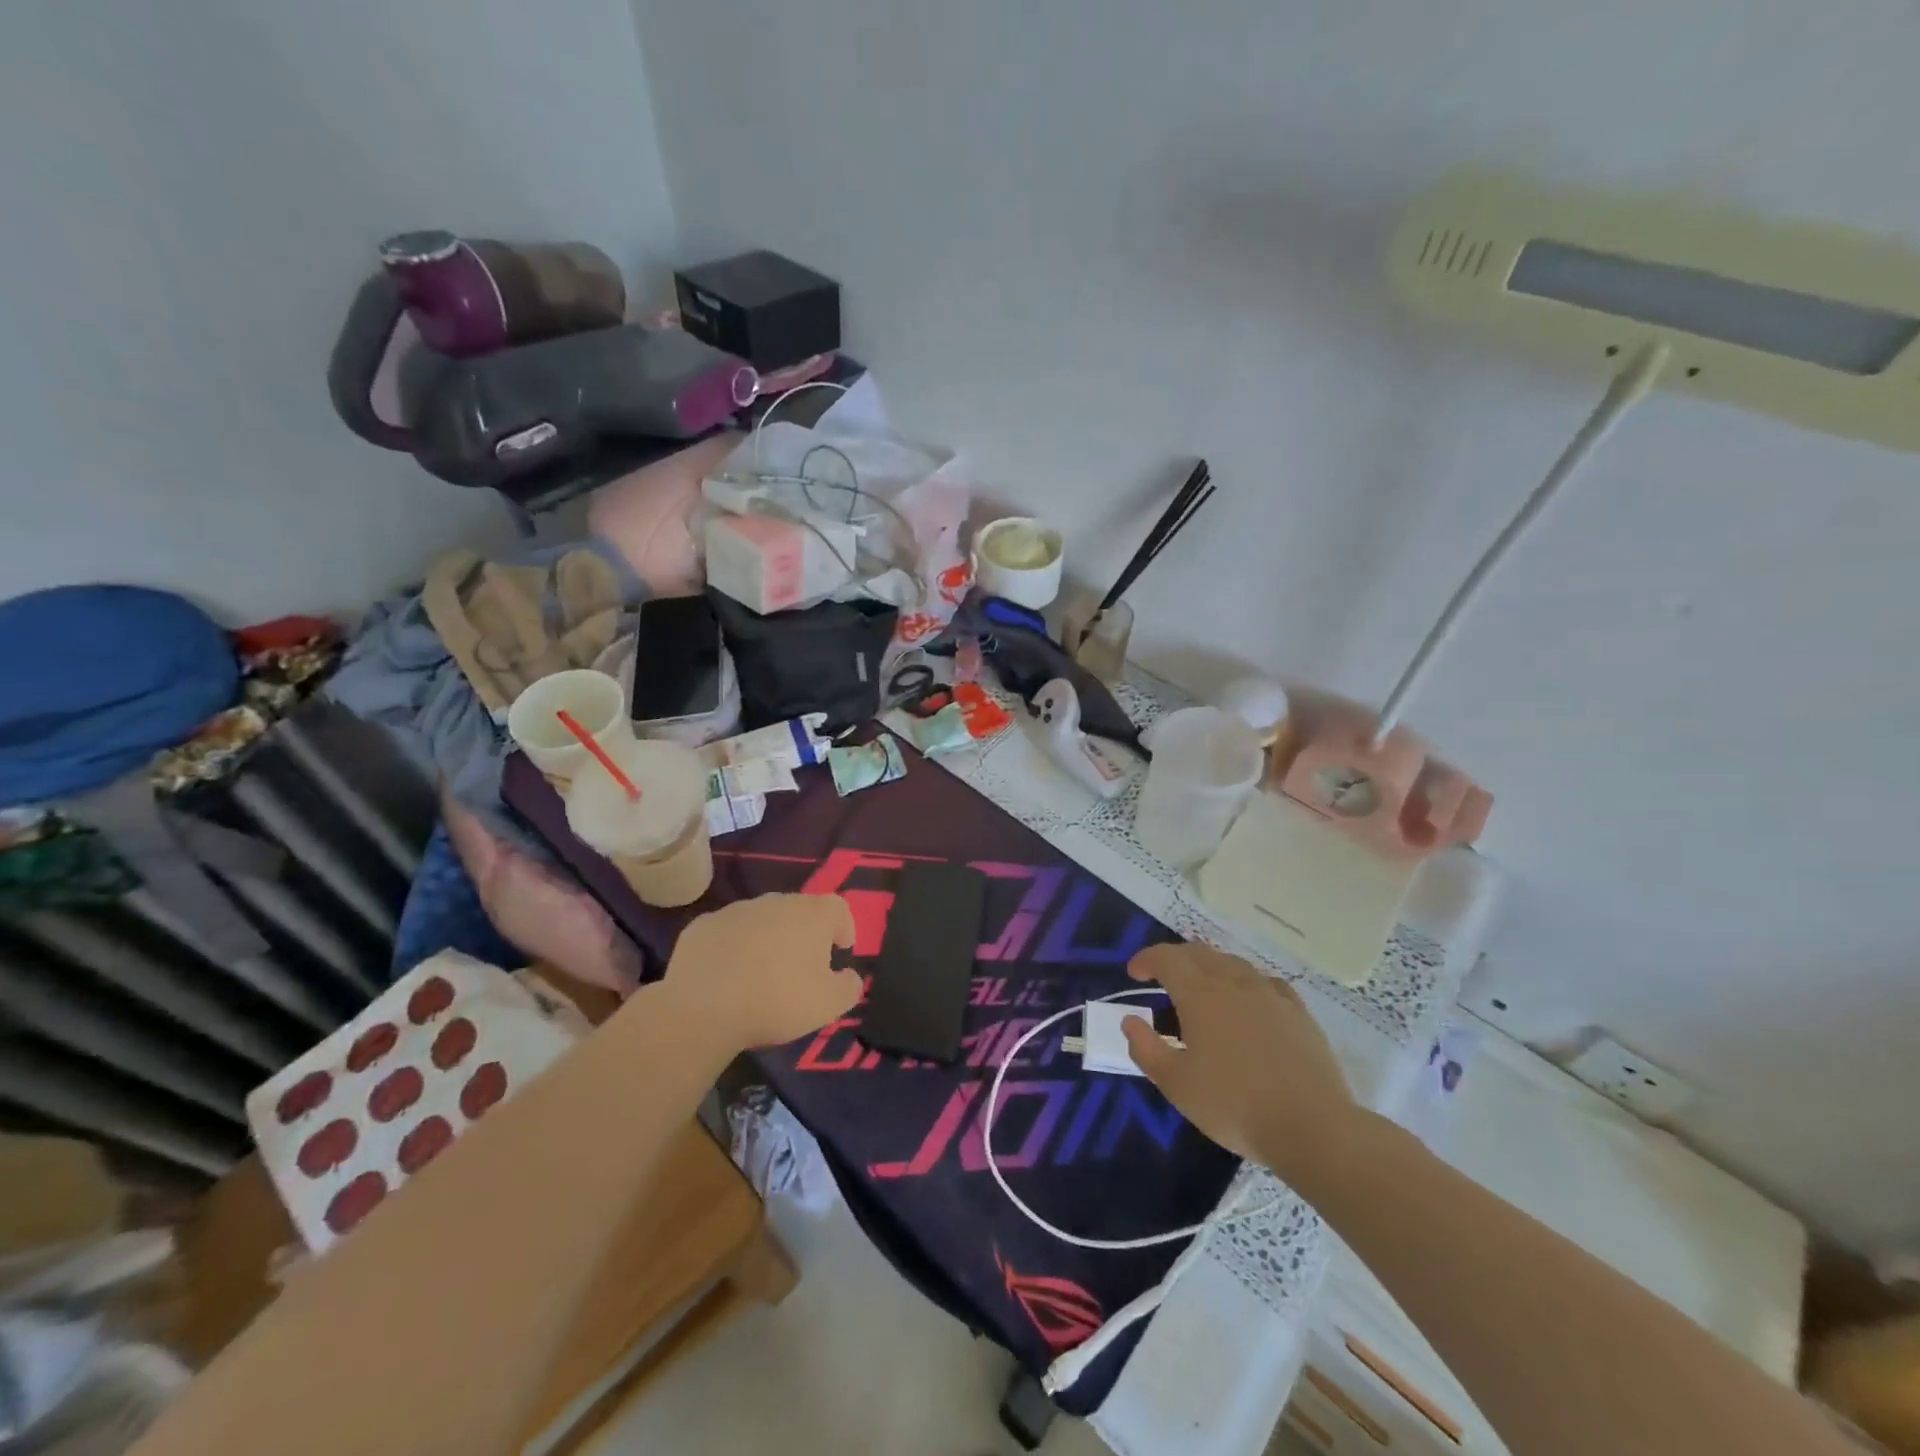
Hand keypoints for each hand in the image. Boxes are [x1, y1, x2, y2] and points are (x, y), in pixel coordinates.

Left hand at [663, 893, 861, 1050]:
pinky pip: (728, 932)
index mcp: (811, 914)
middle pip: (799, 910)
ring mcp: (736, 910)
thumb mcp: (829, 1005)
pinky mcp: (704, 925)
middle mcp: (776, 901)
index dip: (843, 927)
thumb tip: (850, 977)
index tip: (839, 952)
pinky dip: (733, 948)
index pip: (838, 907)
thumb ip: (849, 987)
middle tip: (801, 968)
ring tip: (761, 974)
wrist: (703, 1009)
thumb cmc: (777, 1001)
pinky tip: (727, 977)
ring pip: (761, 920)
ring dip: (768, 939)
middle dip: (804, 934)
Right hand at [1122, 943, 1357, 1177]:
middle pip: (1199, 953)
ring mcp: (1270, 994)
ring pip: (1233, 963)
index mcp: (1200, 994)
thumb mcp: (1176, 1084)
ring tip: (1202, 987)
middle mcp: (1234, 982)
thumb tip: (1129, 1020)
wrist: (1313, 1127)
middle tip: (1162, 977)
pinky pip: (1265, 982)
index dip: (1146, 959)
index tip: (1134, 974)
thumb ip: (1146, 1048)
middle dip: (1175, 959)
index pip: (1167, 958)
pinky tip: (1249, 1000)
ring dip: (1210, 966)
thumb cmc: (1234, 1105)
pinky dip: (1246, 982)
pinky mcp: (1298, 1012)